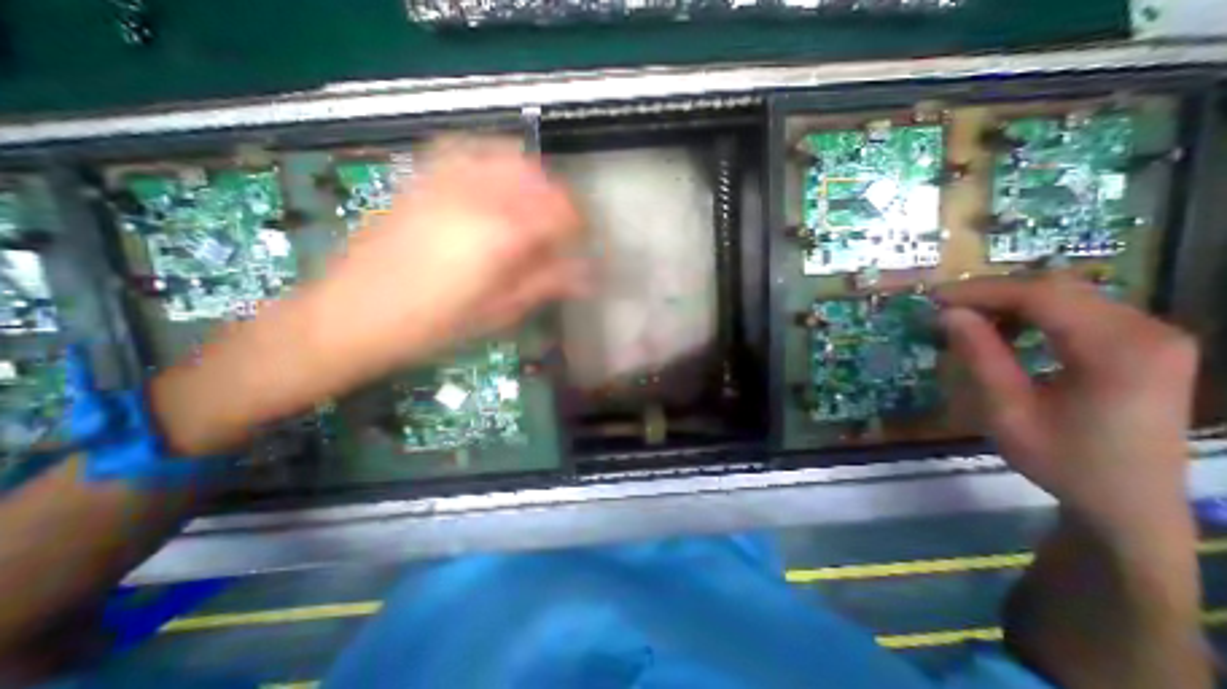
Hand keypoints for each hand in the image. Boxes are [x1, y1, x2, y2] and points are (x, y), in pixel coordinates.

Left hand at [148, 135, 584, 454]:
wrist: (348, 318)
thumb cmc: (432, 327)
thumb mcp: (498, 313)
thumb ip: (546, 284)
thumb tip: (589, 276)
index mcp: (502, 235)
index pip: (563, 213)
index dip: (581, 227)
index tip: (583, 246)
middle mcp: (478, 196)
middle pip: (540, 180)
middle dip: (560, 203)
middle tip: (561, 233)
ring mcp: (445, 182)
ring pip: (507, 158)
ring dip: (532, 180)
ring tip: (532, 209)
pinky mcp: (420, 180)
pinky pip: (466, 150)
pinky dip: (493, 161)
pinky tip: (494, 186)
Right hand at [942, 275, 1198, 533]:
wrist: (1129, 501)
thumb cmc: (1063, 461)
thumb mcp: (1007, 411)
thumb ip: (980, 356)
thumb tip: (948, 315)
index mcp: (1120, 350)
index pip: (1041, 296)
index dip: (980, 291)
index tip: (932, 299)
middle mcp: (1148, 331)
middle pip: (1056, 289)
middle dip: (990, 294)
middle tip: (943, 310)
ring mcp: (1152, 335)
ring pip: (1065, 295)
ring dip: (1008, 303)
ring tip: (966, 322)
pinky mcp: (1144, 344)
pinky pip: (1078, 311)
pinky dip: (1031, 314)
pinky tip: (1004, 333)